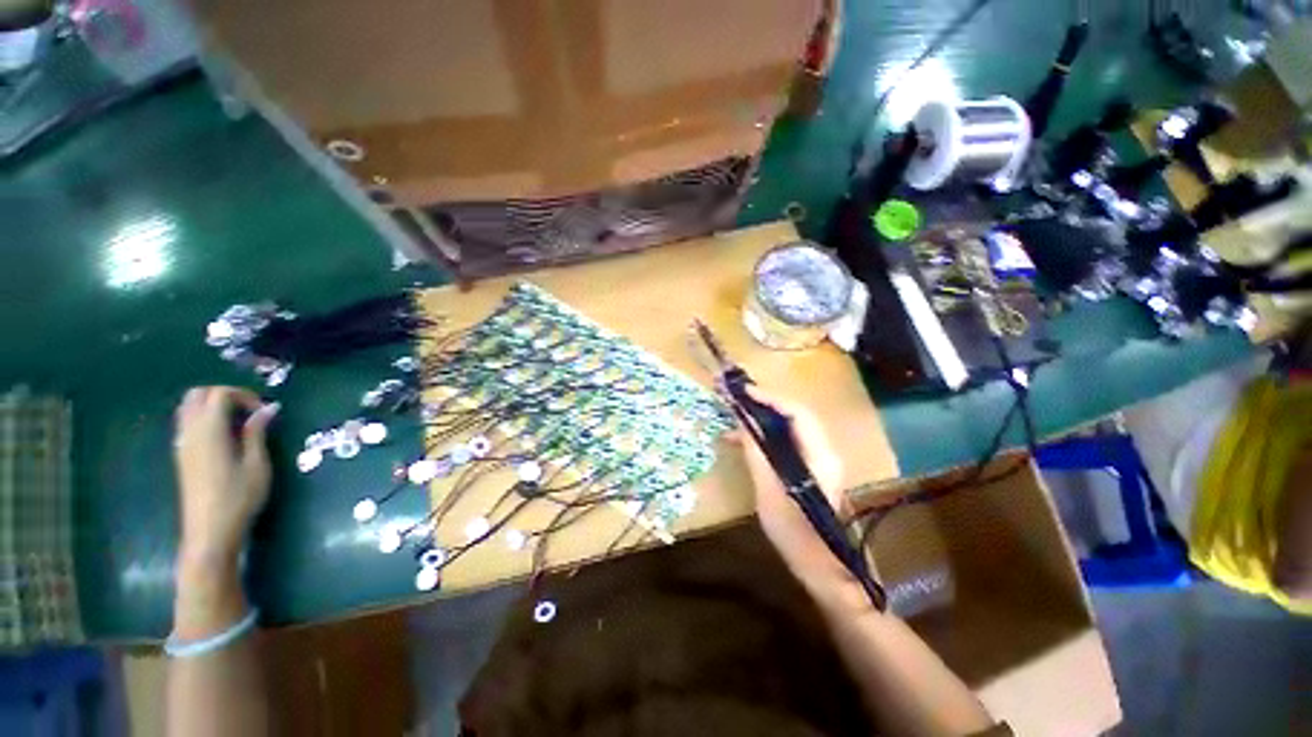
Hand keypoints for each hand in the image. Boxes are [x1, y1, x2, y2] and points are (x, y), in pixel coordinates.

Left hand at [174, 387, 278, 563]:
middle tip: (250, 410)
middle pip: (198, 395)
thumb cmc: (239, 497)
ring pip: (188, 408)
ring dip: (212, 406)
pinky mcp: (182, 456)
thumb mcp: (256, 464)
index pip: (219, 394)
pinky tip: (226, 436)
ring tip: (239, 421)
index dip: (244, 395)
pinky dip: (205, 419)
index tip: (264, 411)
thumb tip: (268, 408)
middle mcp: (190, 432)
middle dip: (225, 395)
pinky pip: (188, 423)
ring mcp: (182, 444)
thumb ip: (257, 433)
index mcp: (209, 431)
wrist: (209, 532)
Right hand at [733, 387, 857, 592]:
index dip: (769, 398)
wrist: (822, 568)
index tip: (743, 391)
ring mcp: (817, 460)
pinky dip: (765, 436)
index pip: (796, 413)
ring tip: (732, 418)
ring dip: (761, 419)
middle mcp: (822, 451)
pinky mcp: (808, 469)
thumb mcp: (769, 492)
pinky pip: (785, 442)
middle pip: (793, 415)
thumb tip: (743, 423)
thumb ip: (758, 454)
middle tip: (735, 398)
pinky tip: (742, 441)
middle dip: (763, 403)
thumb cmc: (795, 533)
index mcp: (818, 456)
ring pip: (788, 428)